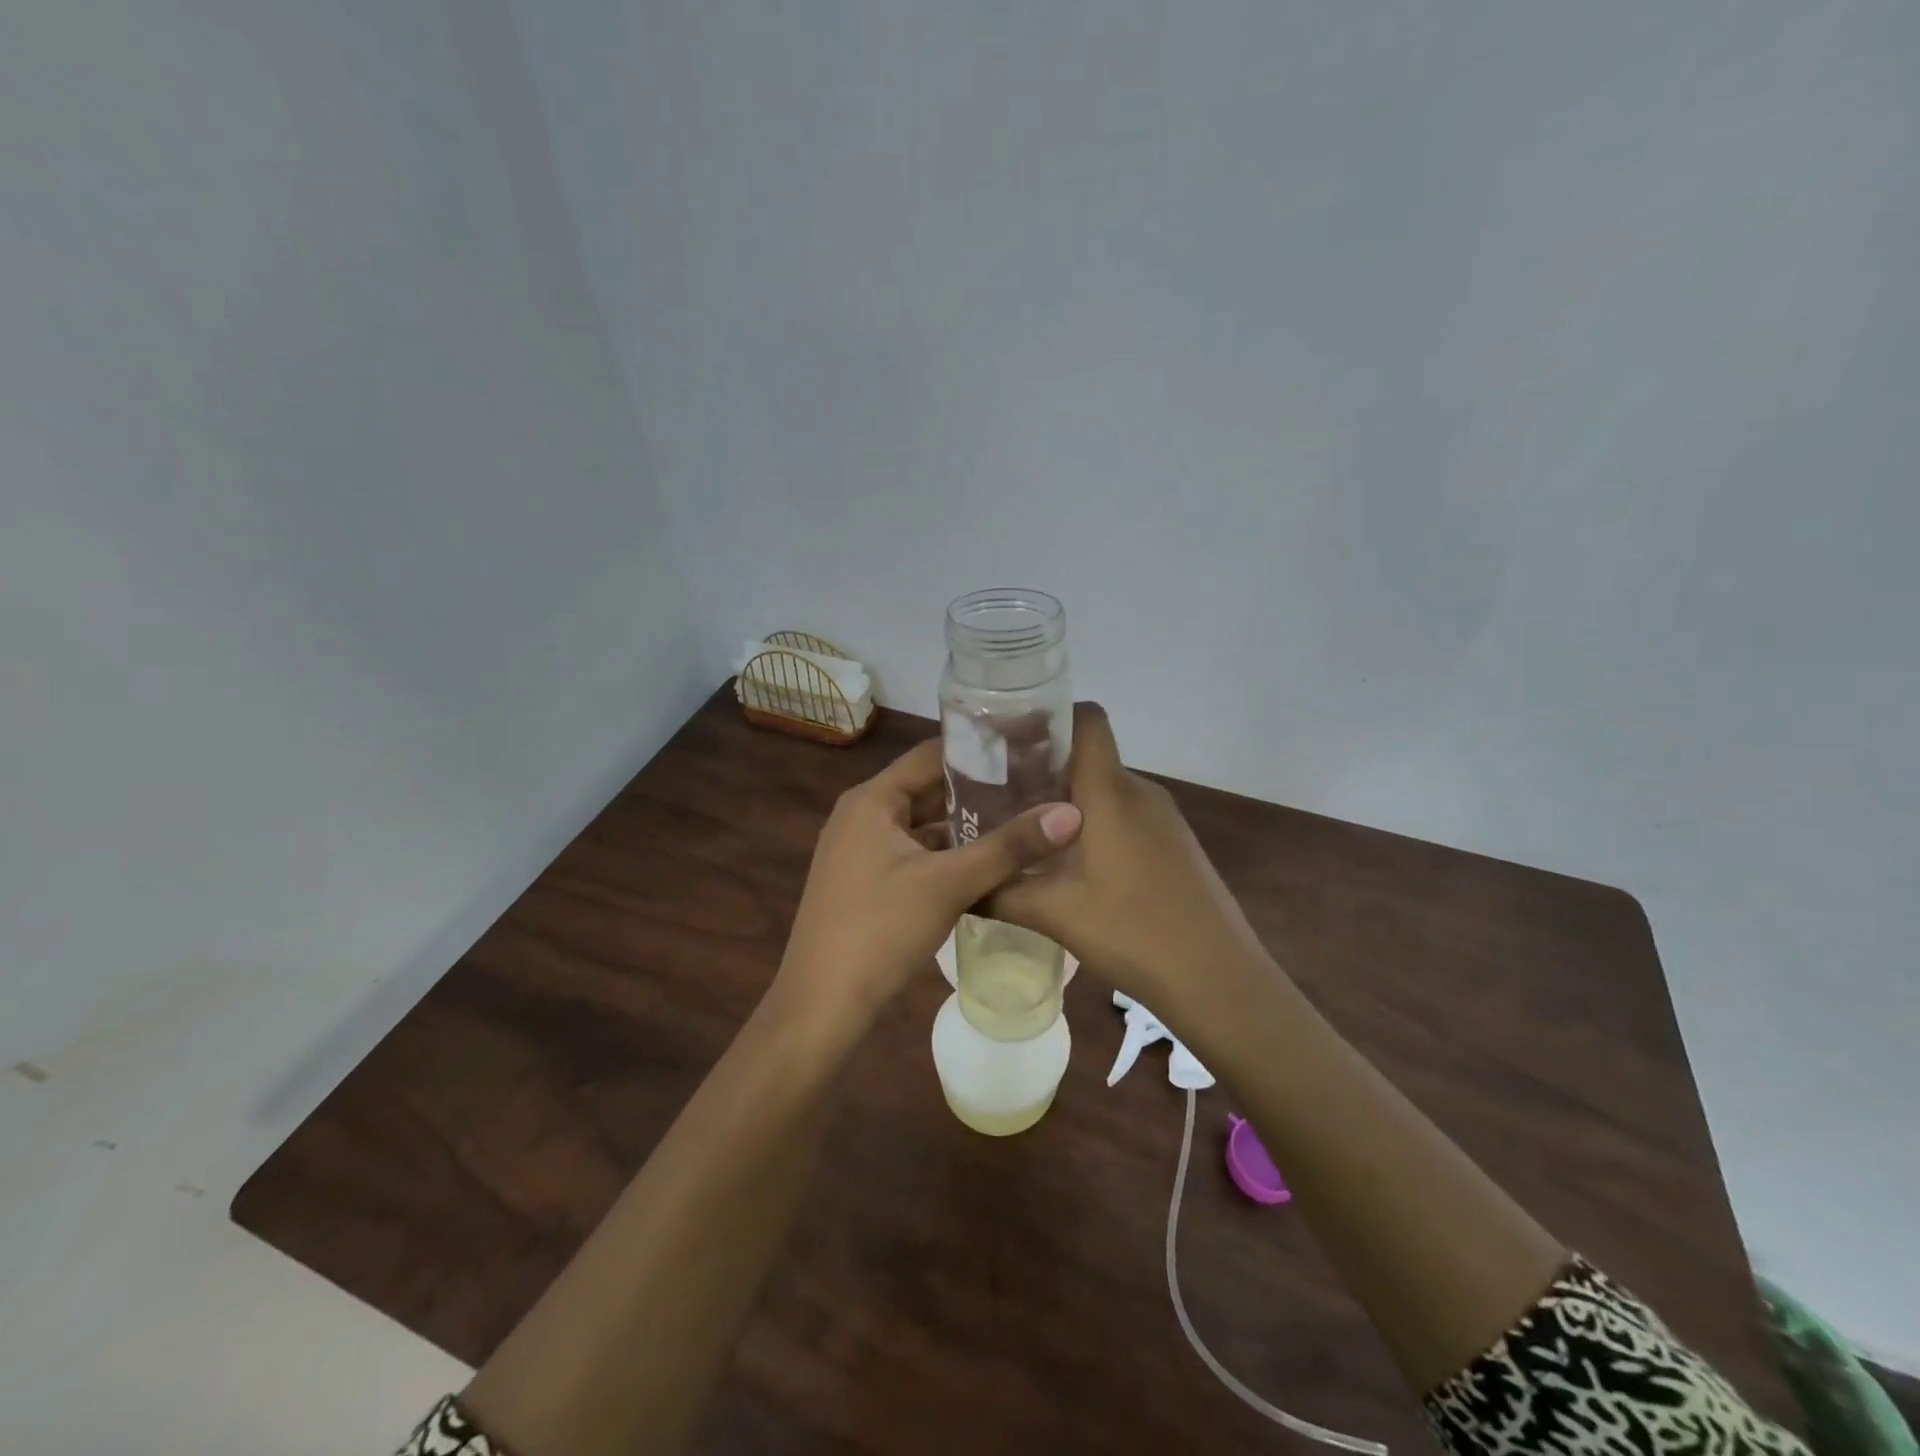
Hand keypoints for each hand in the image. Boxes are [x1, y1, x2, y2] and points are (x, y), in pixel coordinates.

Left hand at [772, 737, 1082, 1036]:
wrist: (822, 1004)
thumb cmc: (880, 930)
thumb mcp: (949, 884)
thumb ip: (1009, 847)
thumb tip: (1071, 813)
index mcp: (872, 800)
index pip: (931, 754)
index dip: (978, 748)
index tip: (1027, 747)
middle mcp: (863, 815)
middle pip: (927, 788)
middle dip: (979, 788)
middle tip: (1035, 784)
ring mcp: (861, 850)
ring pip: (923, 824)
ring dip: (965, 824)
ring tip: (1022, 817)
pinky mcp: (867, 881)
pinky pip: (915, 853)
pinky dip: (948, 854)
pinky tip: (988, 861)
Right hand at [989, 704, 1273, 1040]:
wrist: (1219, 978)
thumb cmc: (1132, 932)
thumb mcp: (1053, 913)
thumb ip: (999, 892)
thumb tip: (958, 886)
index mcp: (1110, 791)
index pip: (1086, 718)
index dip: (1047, 715)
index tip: (1006, 737)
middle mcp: (1139, 791)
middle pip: (1088, 755)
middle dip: (1042, 768)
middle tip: (997, 794)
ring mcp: (1163, 817)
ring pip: (1105, 789)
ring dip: (1066, 802)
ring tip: (1026, 833)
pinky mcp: (1174, 843)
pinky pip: (1125, 815)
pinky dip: (1094, 824)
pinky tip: (1073, 865)